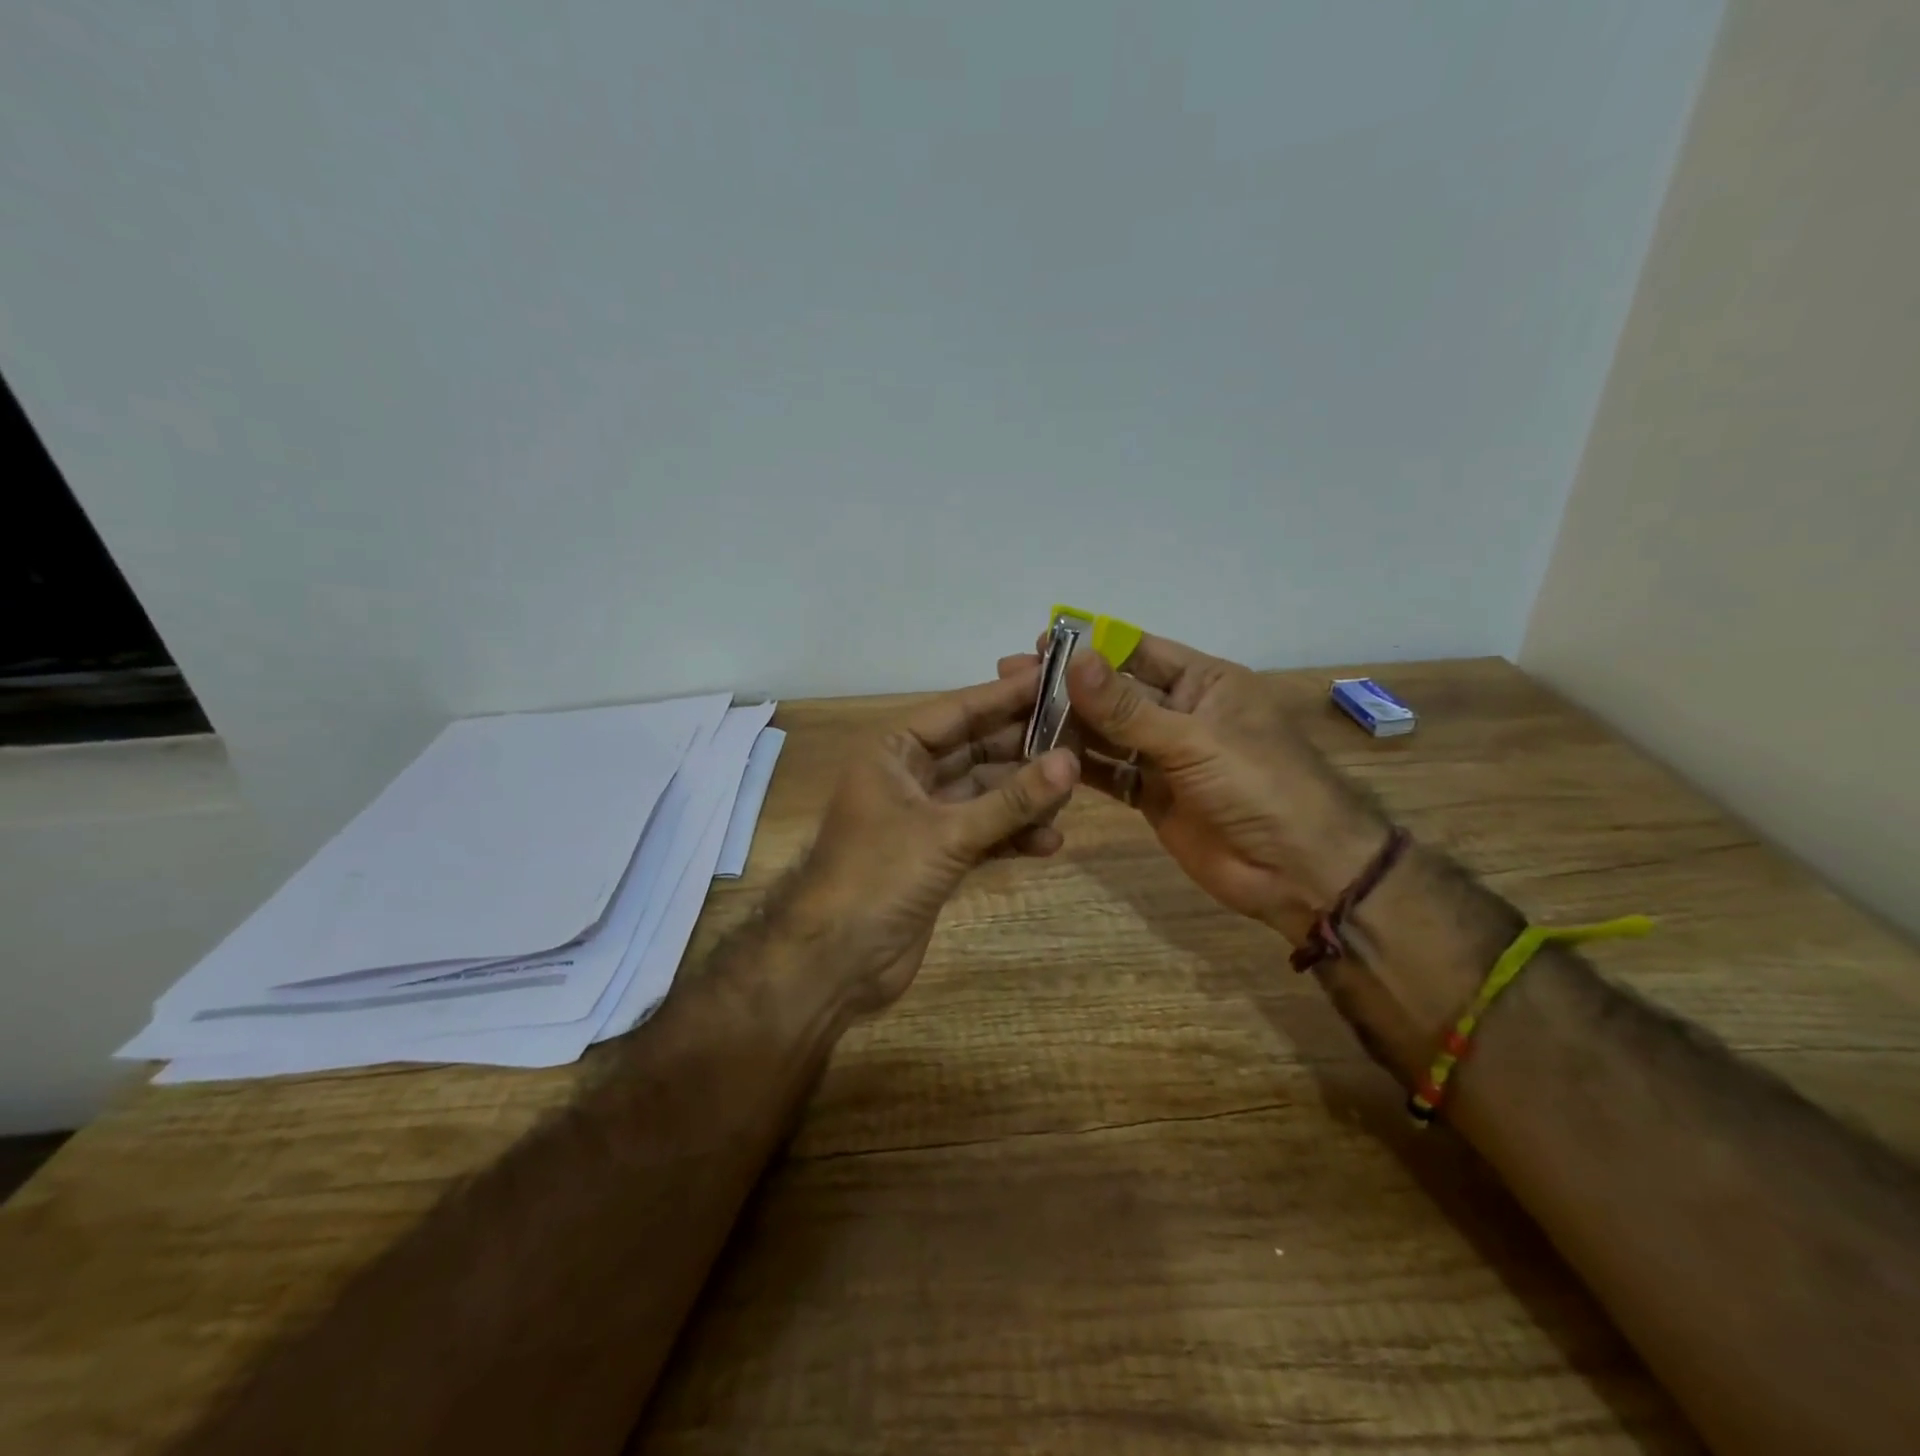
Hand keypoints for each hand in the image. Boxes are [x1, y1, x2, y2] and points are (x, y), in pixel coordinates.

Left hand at [780, 666, 1079, 1017]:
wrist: (834, 962)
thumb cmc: (879, 877)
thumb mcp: (948, 833)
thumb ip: (1011, 800)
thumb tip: (1070, 762)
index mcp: (894, 751)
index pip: (959, 710)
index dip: (1007, 695)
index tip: (1057, 678)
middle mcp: (909, 776)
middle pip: (977, 750)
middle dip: (1025, 749)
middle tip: (1081, 739)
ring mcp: (924, 817)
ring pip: (985, 793)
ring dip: (1024, 797)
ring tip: (1071, 797)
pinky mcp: (937, 855)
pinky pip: (983, 832)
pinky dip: (1012, 835)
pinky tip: (1049, 843)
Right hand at [999, 632, 1382, 940]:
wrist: (1300, 872)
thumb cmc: (1259, 786)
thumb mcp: (1193, 740)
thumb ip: (1127, 707)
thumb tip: (1074, 659)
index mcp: (1204, 682)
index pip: (1138, 651)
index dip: (1092, 645)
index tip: (1042, 641)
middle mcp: (1181, 713)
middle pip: (1115, 693)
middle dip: (1068, 686)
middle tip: (1011, 680)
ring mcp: (1166, 756)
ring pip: (1107, 733)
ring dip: (1067, 725)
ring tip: (1014, 716)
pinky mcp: (1153, 796)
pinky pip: (1109, 773)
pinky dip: (1078, 767)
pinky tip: (1040, 759)